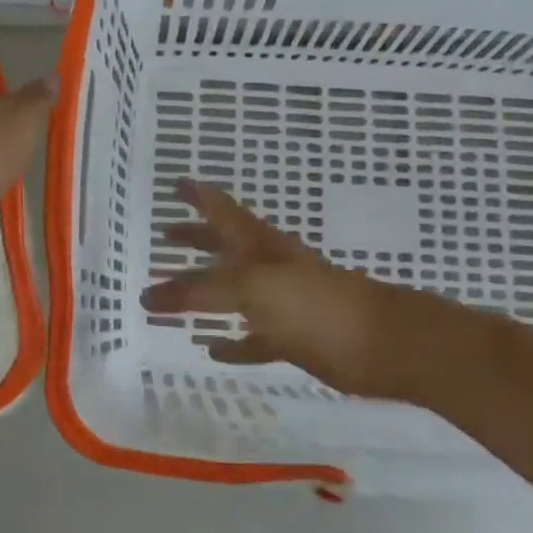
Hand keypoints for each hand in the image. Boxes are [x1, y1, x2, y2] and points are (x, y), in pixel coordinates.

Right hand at [141, 181, 484, 400]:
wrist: (383, 344)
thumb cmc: (315, 305)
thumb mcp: (252, 288)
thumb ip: (200, 291)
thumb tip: (150, 296)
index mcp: (259, 245)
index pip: (221, 211)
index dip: (198, 196)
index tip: (174, 183)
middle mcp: (269, 268)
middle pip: (224, 247)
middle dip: (195, 240)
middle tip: (164, 234)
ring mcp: (283, 304)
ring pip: (234, 294)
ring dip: (205, 293)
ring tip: (174, 295)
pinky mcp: (294, 340)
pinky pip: (254, 339)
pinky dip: (233, 343)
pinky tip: (213, 350)